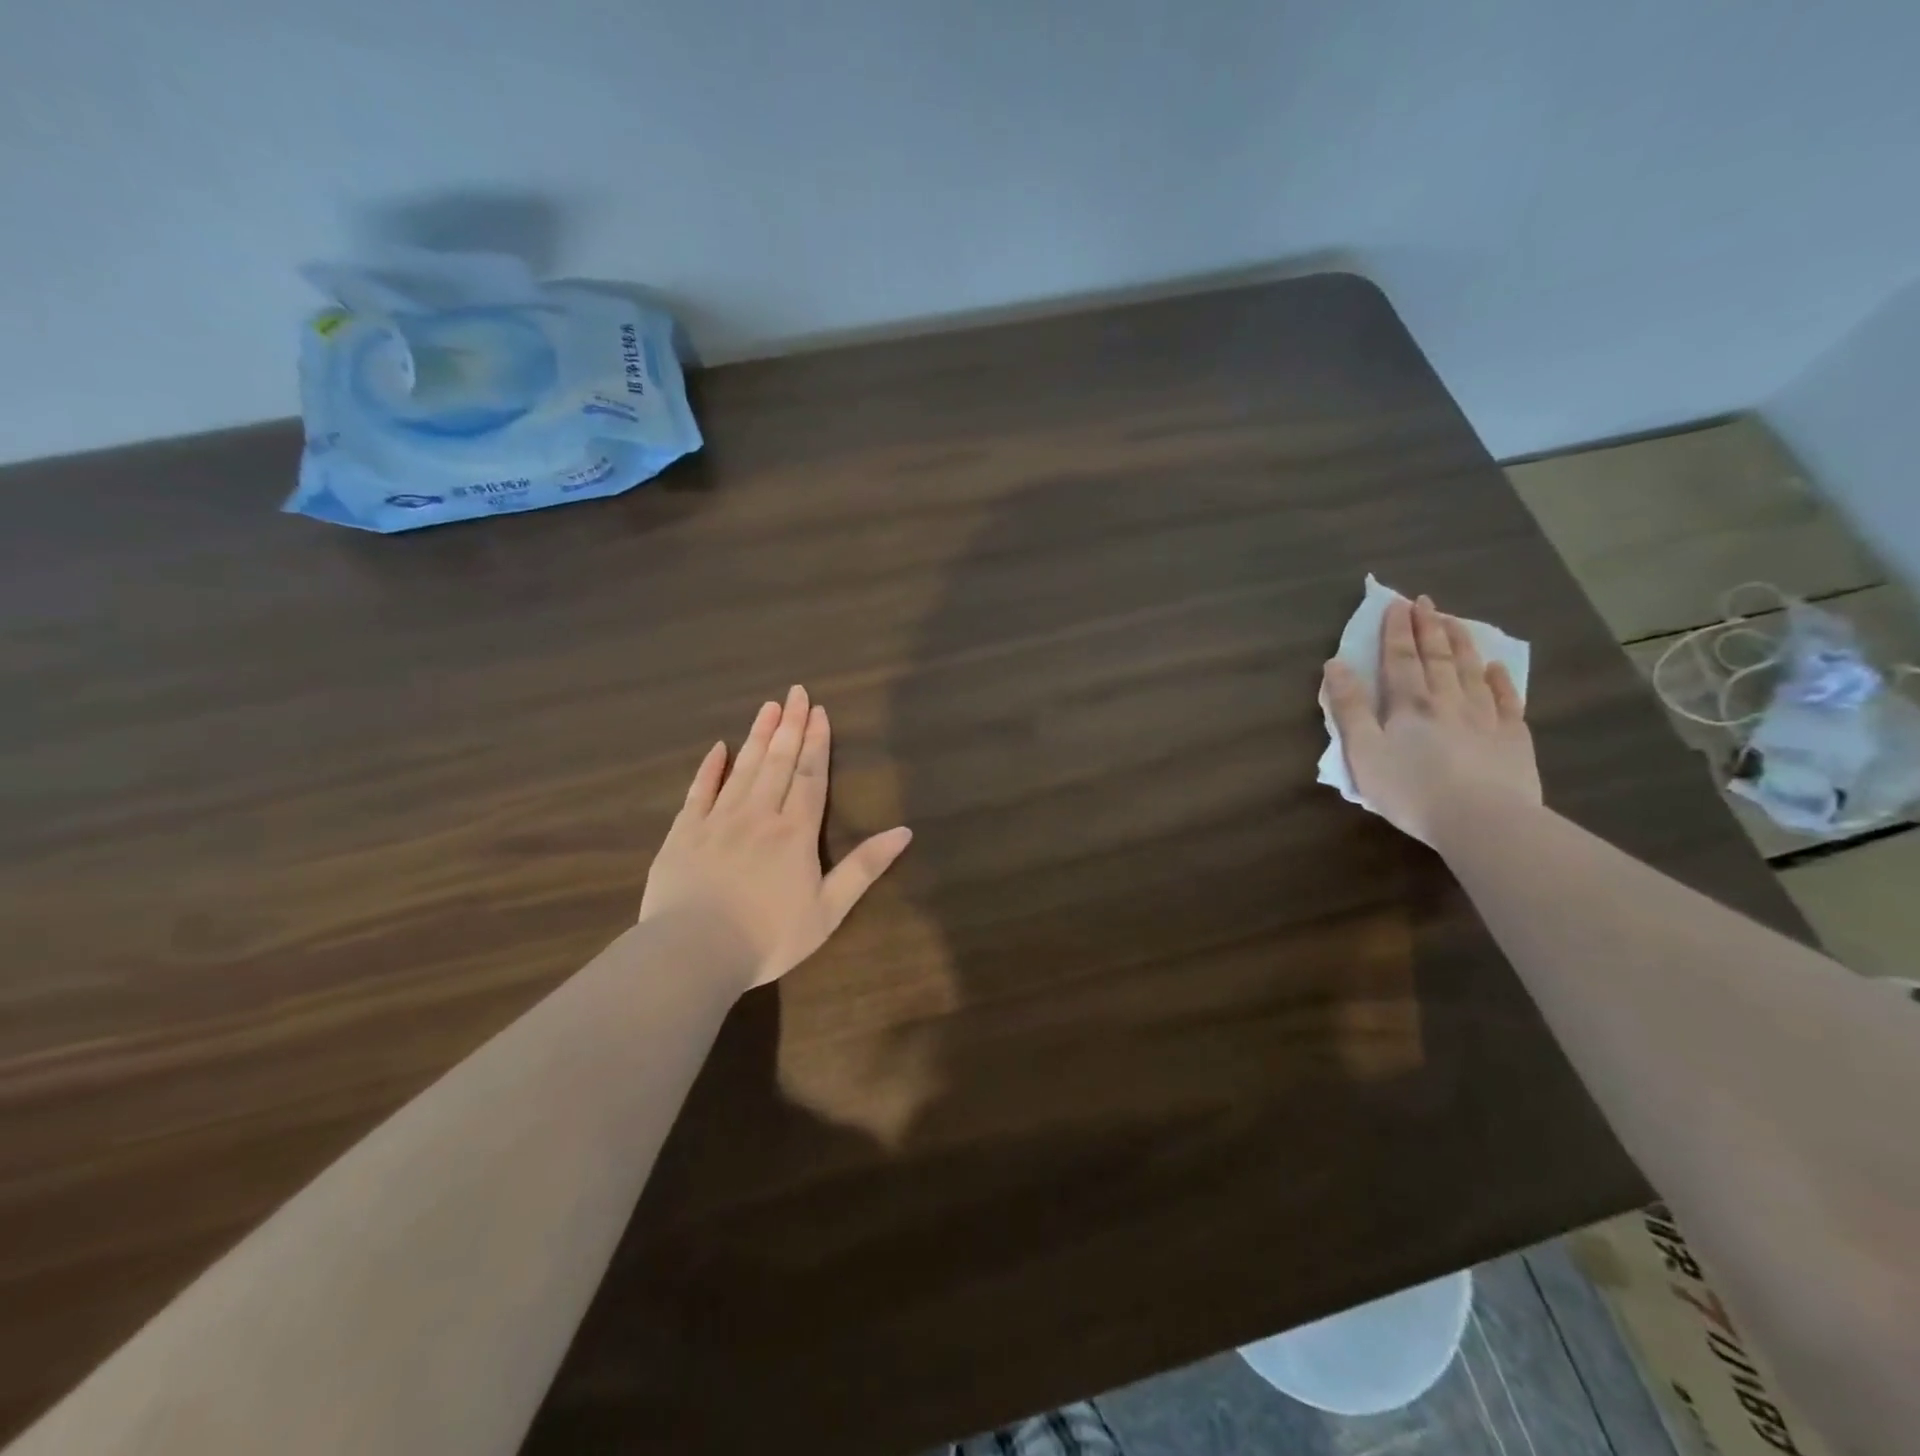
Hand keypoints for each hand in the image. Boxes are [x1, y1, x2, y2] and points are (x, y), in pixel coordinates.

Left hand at [639, 686, 912, 991]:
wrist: (694, 952)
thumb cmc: (769, 936)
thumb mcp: (828, 910)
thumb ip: (864, 868)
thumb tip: (904, 832)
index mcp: (795, 832)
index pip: (810, 776)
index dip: (816, 742)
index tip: (819, 711)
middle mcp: (758, 814)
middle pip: (778, 761)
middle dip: (790, 725)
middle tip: (796, 691)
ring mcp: (718, 820)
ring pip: (743, 768)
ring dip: (758, 736)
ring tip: (768, 706)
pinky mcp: (684, 832)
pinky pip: (699, 790)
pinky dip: (710, 768)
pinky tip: (718, 748)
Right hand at [1323, 594, 1541, 842]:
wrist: (1482, 821)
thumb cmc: (1411, 790)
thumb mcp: (1363, 752)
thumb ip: (1349, 708)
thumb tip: (1335, 665)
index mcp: (1408, 705)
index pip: (1400, 659)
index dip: (1397, 631)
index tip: (1397, 604)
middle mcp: (1448, 701)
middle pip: (1438, 657)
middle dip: (1428, 627)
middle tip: (1425, 602)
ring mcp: (1485, 717)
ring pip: (1472, 671)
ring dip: (1462, 644)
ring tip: (1455, 621)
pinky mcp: (1513, 738)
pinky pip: (1507, 700)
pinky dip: (1500, 680)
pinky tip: (1496, 667)